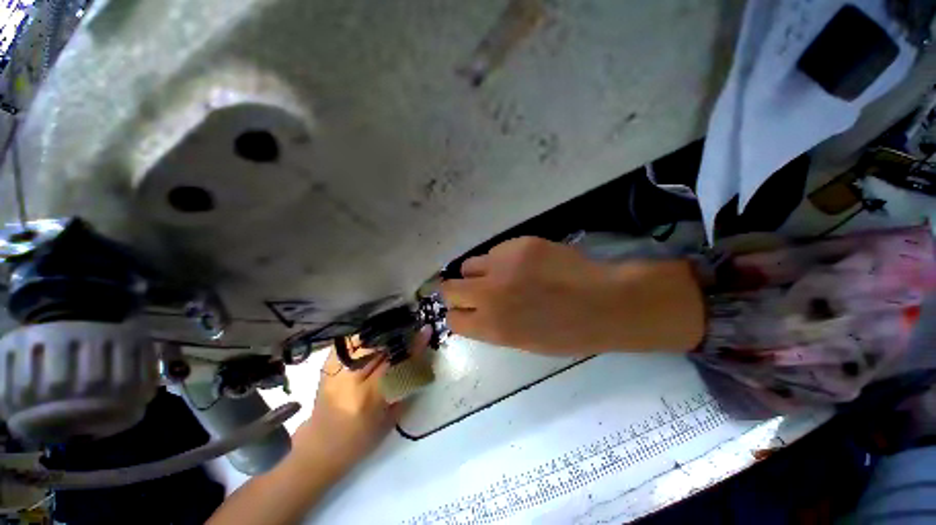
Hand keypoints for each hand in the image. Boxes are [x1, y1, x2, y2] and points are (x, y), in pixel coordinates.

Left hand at [289, 330, 429, 476]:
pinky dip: (363, 335)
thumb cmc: (360, 441)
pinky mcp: (326, 367)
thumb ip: (404, 387)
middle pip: (379, 347)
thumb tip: (418, 357)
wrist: (319, 448)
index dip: (413, 346)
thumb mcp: (390, 419)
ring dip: (381, 332)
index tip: (425, 331)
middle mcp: (349, 381)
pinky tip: (375, 332)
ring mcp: (334, 372)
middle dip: (398, 334)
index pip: (396, 363)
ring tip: (396, 327)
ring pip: (362, 340)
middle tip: (412, 327)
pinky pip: (348, 342)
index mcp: (368, 399)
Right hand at [441, 237, 703, 353]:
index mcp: (492, 327)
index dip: (458, 314)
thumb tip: (474, 311)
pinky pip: (495, 251)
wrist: (604, 303)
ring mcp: (502, 265)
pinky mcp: (518, 244)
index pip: (452, 320)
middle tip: (474, 290)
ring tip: (500, 274)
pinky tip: (523, 264)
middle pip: (449, 288)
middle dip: (457, 291)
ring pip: (468, 265)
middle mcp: (489, 295)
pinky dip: (501, 259)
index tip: (466, 310)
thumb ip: (492, 327)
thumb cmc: (567, 332)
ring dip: (478, 272)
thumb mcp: (523, 341)